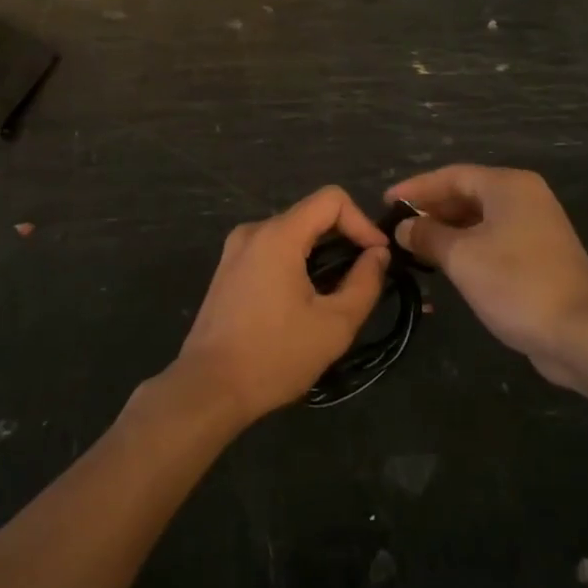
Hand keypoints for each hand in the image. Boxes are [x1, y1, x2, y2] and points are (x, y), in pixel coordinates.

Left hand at [174, 186, 390, 424]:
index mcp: (278, 235)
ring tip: (337, 292)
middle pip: (311, 215)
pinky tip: (304, 300)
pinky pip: (272, 250)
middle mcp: (253, 231)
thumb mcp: (334, 325)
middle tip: (364, 277)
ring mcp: (235, 250)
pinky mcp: (228, 270)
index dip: (362, 222)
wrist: (209, 388)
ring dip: (320, 254)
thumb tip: (378, 254)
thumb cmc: (274, 356)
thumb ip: (364, 283)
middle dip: (344, 239)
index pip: (331, 199)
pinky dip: (296, 263)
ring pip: (291, 233)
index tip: (377, 256)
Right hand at [386, 165, 587, 387]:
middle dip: (430, 211)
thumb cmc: (515, 283)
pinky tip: (444, 266)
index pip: (451, 175)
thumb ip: (427, 235)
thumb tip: (404, 227)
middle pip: (467, 194)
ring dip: (446, 232)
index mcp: (508, 186)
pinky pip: (493, 241)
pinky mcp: (539, 257)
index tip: (385, 203)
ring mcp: (536, 228)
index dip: (415, 188)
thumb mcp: (461, 256)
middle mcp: (525, 198)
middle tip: (397, 229)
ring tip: (414, 249)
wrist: (580, 332)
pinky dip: (466, 248)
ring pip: (479, 220)